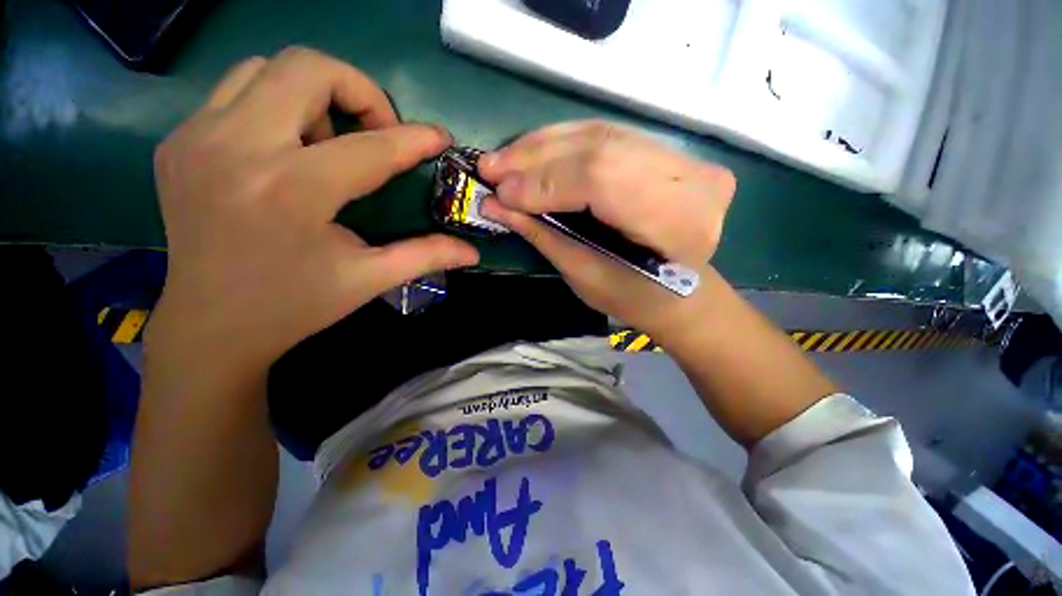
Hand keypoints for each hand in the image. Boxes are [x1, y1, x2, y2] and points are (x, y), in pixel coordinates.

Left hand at [149, 48, 478, 372]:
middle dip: (359, 91)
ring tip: (329, 141)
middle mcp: (237, 147)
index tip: (439, 137)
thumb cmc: (295, 305)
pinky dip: (275, 104)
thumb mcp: (369, 279)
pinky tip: (289, 149)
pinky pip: (235, 91)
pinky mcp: (175, 139)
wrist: (210, 325)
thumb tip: (471, 251)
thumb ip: (426, 256)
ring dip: (314, 95)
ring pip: (267, 68)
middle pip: (308, 67)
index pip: (371, 146)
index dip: (414, 138)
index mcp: (292, 191)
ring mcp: (197, 137)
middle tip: (377, 133)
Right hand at [478, 121, 734, 334]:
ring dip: (546, 145)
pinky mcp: (671, 152)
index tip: (500, 192)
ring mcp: (686, 159)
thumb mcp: (586, 276)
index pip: (602, 179)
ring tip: (506, 159)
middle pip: (601, 147)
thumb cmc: (634, 298)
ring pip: (602, 134)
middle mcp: (692, 180)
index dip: (546, 182)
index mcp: (679, 223)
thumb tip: (495, 204)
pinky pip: (609, 135)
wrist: (681, 293)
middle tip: (492, 167)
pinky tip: (534, 151)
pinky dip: (565, 142)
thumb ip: (543, 235)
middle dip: (538, 158)